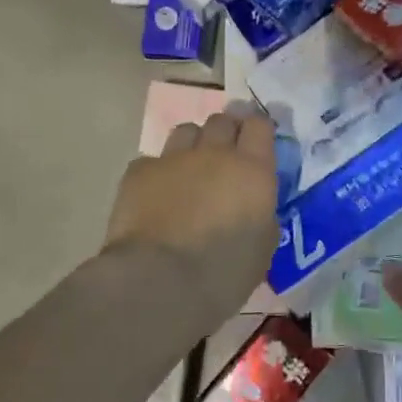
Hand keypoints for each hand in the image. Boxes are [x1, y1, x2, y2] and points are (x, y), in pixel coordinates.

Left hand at [105, 105, 279, 322]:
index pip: (259, 125)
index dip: (258, 130)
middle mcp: (215, 153)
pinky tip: (156, 195)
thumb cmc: (222, 273)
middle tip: (225, 156)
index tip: (257, 144)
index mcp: (253, 170)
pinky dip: (158, 172)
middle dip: (226, 132)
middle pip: (222, 120)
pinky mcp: (139, 172)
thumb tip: (255, 209)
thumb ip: (262, 216)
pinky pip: (152, 160)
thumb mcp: (262, 248)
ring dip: (193, 144)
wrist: (158, 281)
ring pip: (187, 130)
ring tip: (190, 169)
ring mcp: (173, 159)